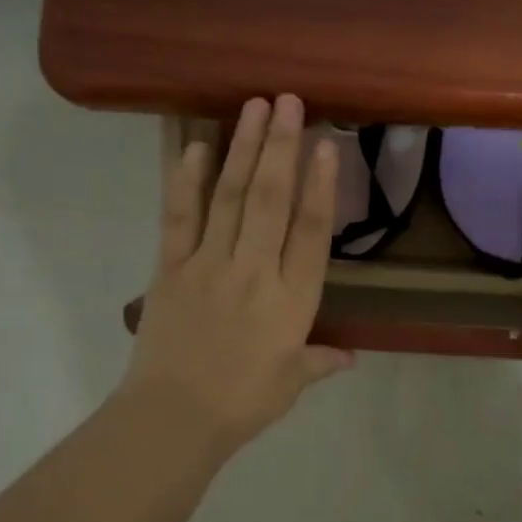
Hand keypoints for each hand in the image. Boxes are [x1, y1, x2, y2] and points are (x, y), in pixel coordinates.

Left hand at [122, 95, 353, 458]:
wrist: (172, 420)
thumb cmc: (242, 403)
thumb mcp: (291, 383)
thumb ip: (321, 361)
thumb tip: (350, 356)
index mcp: (291, 300)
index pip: (311, 232)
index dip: (321, 186)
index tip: (327, 146)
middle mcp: (253, 271)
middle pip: (271, 200)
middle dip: (281, 147)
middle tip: (288, 101)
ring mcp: (208, 264)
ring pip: (230, 197)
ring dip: (243, 148)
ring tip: (252, 107)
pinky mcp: (170, 268)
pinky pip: (179, 217)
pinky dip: (186, 180)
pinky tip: (194, 146)